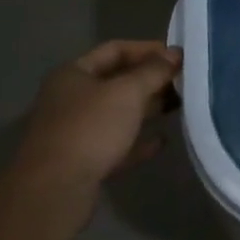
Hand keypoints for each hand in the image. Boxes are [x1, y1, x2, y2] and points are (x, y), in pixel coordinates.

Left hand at [0, 41, 181, 230]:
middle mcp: (70, 99)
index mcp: (73, 74)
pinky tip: (161, 142)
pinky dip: (138, 141)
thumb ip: (154, 71)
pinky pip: (116, 144)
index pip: (115, 50)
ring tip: (180, 107)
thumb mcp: (127, 92)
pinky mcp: (83, 161)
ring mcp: (75, 131)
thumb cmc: (90, 129)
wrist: (55, 190)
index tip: (178, 57)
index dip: (148, 49)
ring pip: (118, 113)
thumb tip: (175, 54)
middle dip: (151, 80)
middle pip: (117, 81)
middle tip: (184, 82)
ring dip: (148, 109)